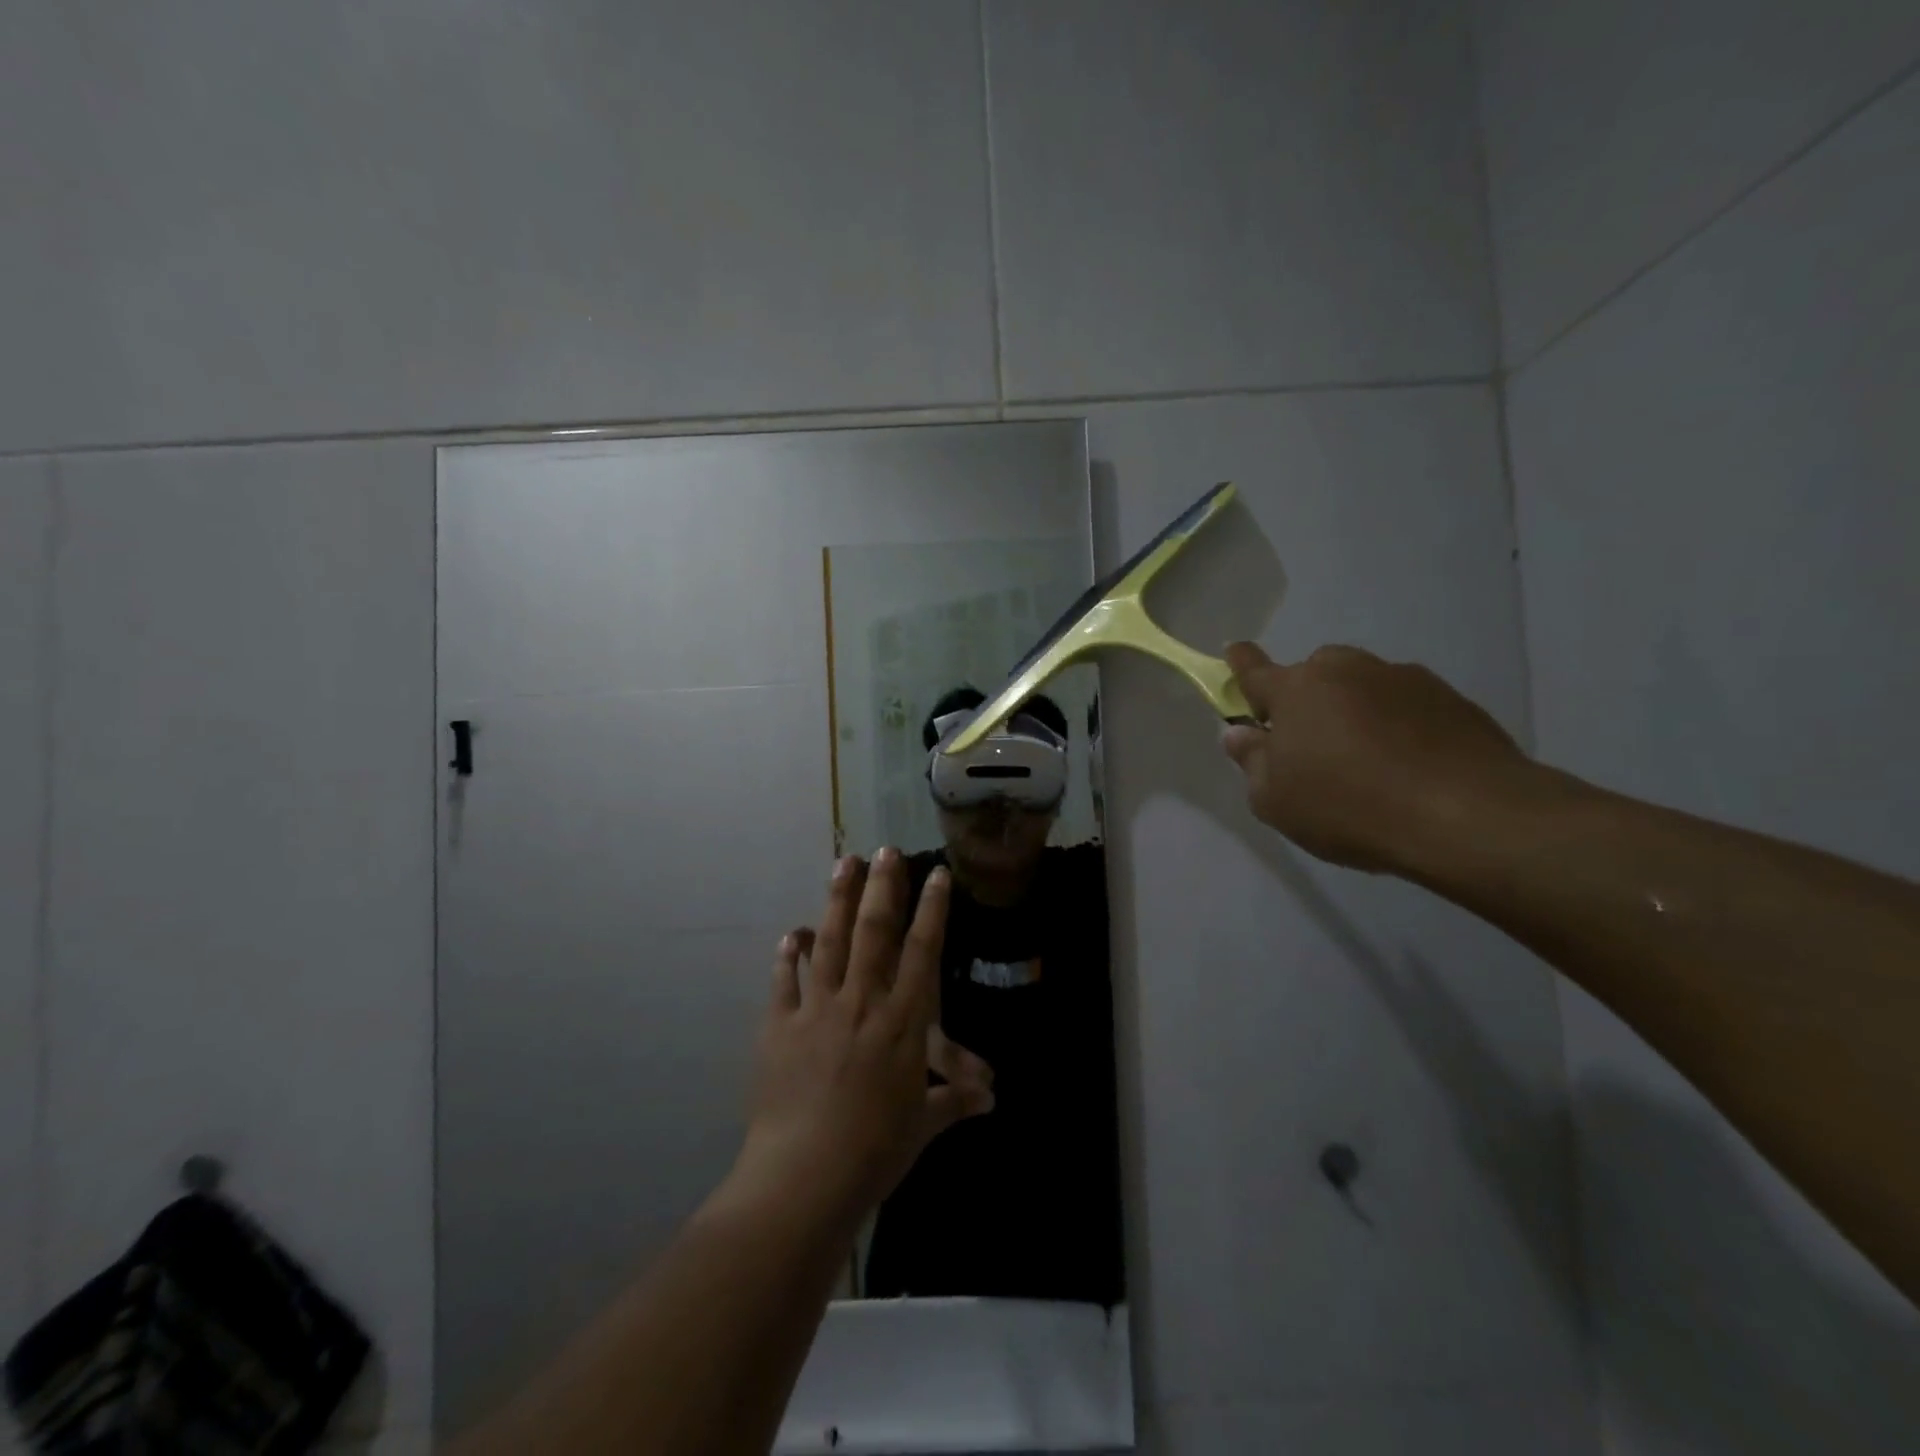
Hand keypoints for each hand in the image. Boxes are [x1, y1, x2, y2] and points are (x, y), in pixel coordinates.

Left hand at [729, 850, 994, 1230]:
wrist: (803, 1178)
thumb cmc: (874, 1152)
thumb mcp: (922, 1127)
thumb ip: (954, 1101)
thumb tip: (991, 1097)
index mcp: (902, 1022)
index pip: (923, 952)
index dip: (932, 910)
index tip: (936, 874)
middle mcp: (862, 1002)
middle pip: (874, 932)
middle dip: (883, 887)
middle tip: (886, 849)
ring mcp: (817, 1010)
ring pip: (830, 942)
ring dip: (837, 900)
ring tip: (843, 863)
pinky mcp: (780, 1026)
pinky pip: (784, 981)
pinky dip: (789, 955)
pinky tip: (793, 933)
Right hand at [1220, 642, 1530, 873]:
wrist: (1468, 815)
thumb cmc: (1349, 806)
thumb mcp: (1275, 800)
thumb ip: (1251, 761)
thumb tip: (1239, 732)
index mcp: (1296, 690)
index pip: (1255, 669)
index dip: (1240, 663)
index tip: (1234, 652)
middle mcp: (1346, 670)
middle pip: (1313, 674)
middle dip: (1306, 697)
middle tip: (1312, 743)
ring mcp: (1402, 678)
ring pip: (1362, 686)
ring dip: (1354, 710)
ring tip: (1368, 761)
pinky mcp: (1449, 697)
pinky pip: (1405, 705)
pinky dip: (1398, 724)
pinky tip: (1408, 765)